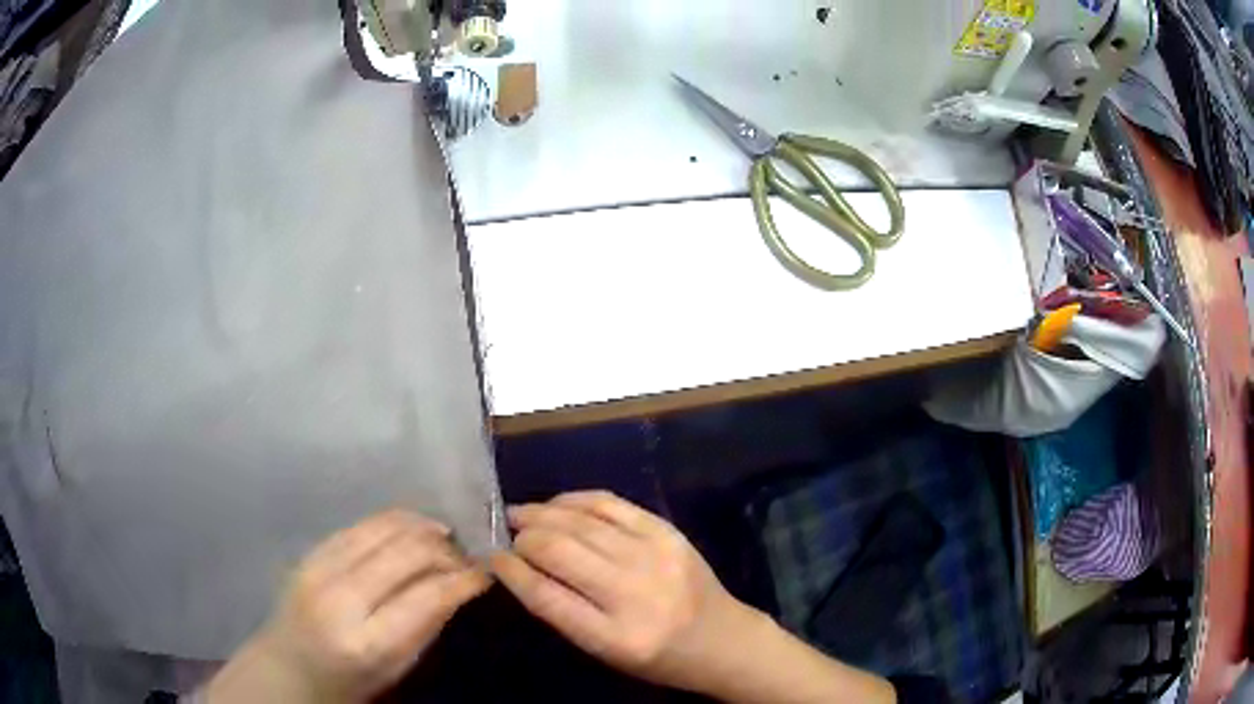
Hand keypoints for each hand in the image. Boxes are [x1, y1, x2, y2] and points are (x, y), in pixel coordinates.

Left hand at [206, 510, 489, 702]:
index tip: (486, 572)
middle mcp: (340, 597)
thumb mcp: (397, 668)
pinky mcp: (310, 552)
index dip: (463, 579)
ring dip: (422, 527)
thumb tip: (460, 585)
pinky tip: (411, 528)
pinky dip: (394, 522)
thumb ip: (427, 626)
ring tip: (445, 536)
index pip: (427, 596)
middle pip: (406, 552)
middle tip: (467, 556)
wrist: (289, 667)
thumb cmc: (350, 681)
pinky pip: (360, 525)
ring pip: (383, 528)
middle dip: (446, 549)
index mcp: (368, 641)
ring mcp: (320, 568)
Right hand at [491, 491, 761, 694]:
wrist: (723, 639)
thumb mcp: (605, 652)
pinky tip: (557, 504)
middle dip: (523, 537)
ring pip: (581, 522)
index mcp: (614, 637)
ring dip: (542, 514)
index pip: (545, 596)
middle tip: (505, 532)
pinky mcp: (668, 532)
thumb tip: (519, 566)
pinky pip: (611, 504)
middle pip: (559, 551)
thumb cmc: (659, 657)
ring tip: (520, 514)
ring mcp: (654, 556)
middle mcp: (633, 593)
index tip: (491, 556)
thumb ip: (563, 612)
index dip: (510, 571)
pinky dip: (576, 500)